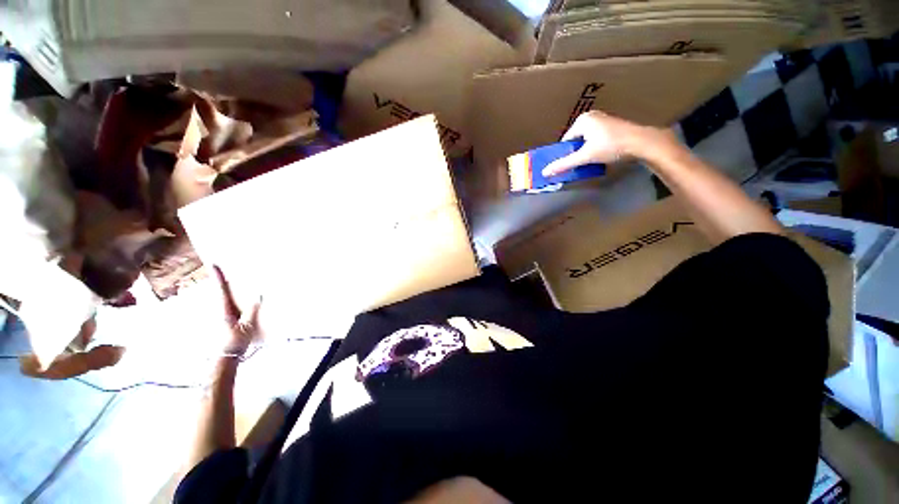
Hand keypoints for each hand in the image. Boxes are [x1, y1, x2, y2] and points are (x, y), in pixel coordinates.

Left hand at [212, 265, 261, 358]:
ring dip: (224, 291)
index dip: (218, 278)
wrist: (226, 358)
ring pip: (221, 301)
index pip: (221, 291)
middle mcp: (219, 312)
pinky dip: (229, 301)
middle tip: (219, 269)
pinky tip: (235, 303)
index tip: (214, 264)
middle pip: (218, 293)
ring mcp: (220, 318)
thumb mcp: (247, 326)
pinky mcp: (223, 324)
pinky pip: (226, 308)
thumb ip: (252, 310)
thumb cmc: (235, 342)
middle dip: (218, 282)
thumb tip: (259, 293)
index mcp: (224, 311)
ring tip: (228, 283)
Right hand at [542, 111, 651, 176]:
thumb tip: (544, 172)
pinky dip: (595, 148)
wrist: (642, 143)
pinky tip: (601, 155)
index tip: (568, 165)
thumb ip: (564, 164)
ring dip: (586, 151)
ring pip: (586, 140)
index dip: (565, 154)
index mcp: (582, 120)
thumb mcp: (585, 157)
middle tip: (580, 164)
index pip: (565, 141)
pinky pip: (595, 139)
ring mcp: (602, 120)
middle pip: (575, 141)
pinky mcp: (612, 126)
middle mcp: (591, 116)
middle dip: (576, 153)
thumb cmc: (611, 146)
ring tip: (591, 160)